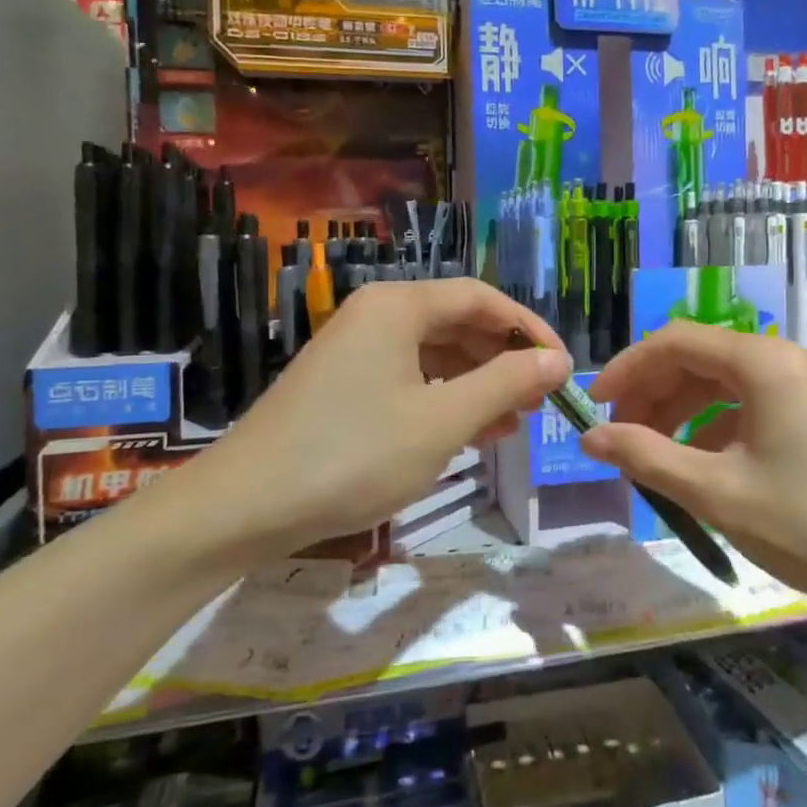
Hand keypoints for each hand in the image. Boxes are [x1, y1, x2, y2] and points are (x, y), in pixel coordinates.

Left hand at [165, 279, 570, 563]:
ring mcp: (355, 350)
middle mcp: (377, 316)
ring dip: (478, 384)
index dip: (529, 329)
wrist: (243, 507)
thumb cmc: (354, 455)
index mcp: (399, 306)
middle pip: (458, 323)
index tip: (562, 368)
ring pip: (435, 354)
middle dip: (504, 360)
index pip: (482, 298)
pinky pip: (409, 379)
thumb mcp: (443, 421)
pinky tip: (468, 433)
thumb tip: (557, 360)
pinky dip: (444, 400)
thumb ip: (505, 384)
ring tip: (513, 423)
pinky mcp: (343, 385)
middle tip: (540, 401)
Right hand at [580, 322, 806, 615]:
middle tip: (620, 439)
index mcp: (761, 362)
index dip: (627, 369)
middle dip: (651, 394)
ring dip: (679, 413)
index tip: (593, 408)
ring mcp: (805, 387)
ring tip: (652, 456)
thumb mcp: (717, 492)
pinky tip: (700, 466)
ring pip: (722, 384)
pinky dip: (713, 428)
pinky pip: (749, 405)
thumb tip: (589, 437)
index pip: (674, 342)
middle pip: (697, 358)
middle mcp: (783, 360)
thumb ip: (647, 457)